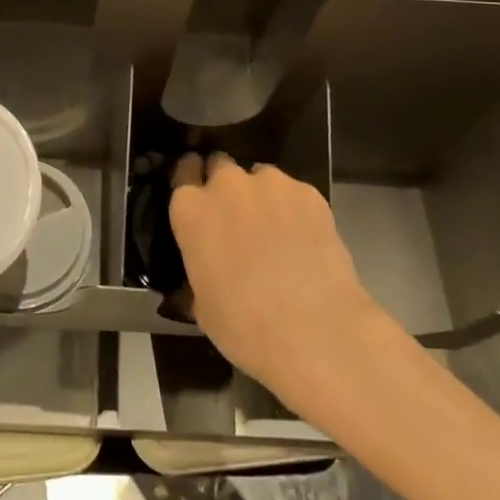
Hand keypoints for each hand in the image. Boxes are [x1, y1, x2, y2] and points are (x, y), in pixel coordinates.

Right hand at [168, 153, 387, 398]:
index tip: (200, 199)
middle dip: (226, 187)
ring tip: (277, 231)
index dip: (192, 182)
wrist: (316, 332)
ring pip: (260, 177)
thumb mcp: (201, 304)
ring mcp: (270, 184)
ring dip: (262, 197)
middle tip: (237, 219)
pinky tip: (305, 239)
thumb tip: (205, 267)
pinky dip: (295, 209)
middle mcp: (226, 185)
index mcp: (191, 210)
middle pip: (221, 166)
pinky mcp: (309, 193)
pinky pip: (294, 193)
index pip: (183, 171)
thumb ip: (198, 268)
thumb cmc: (245, 326)